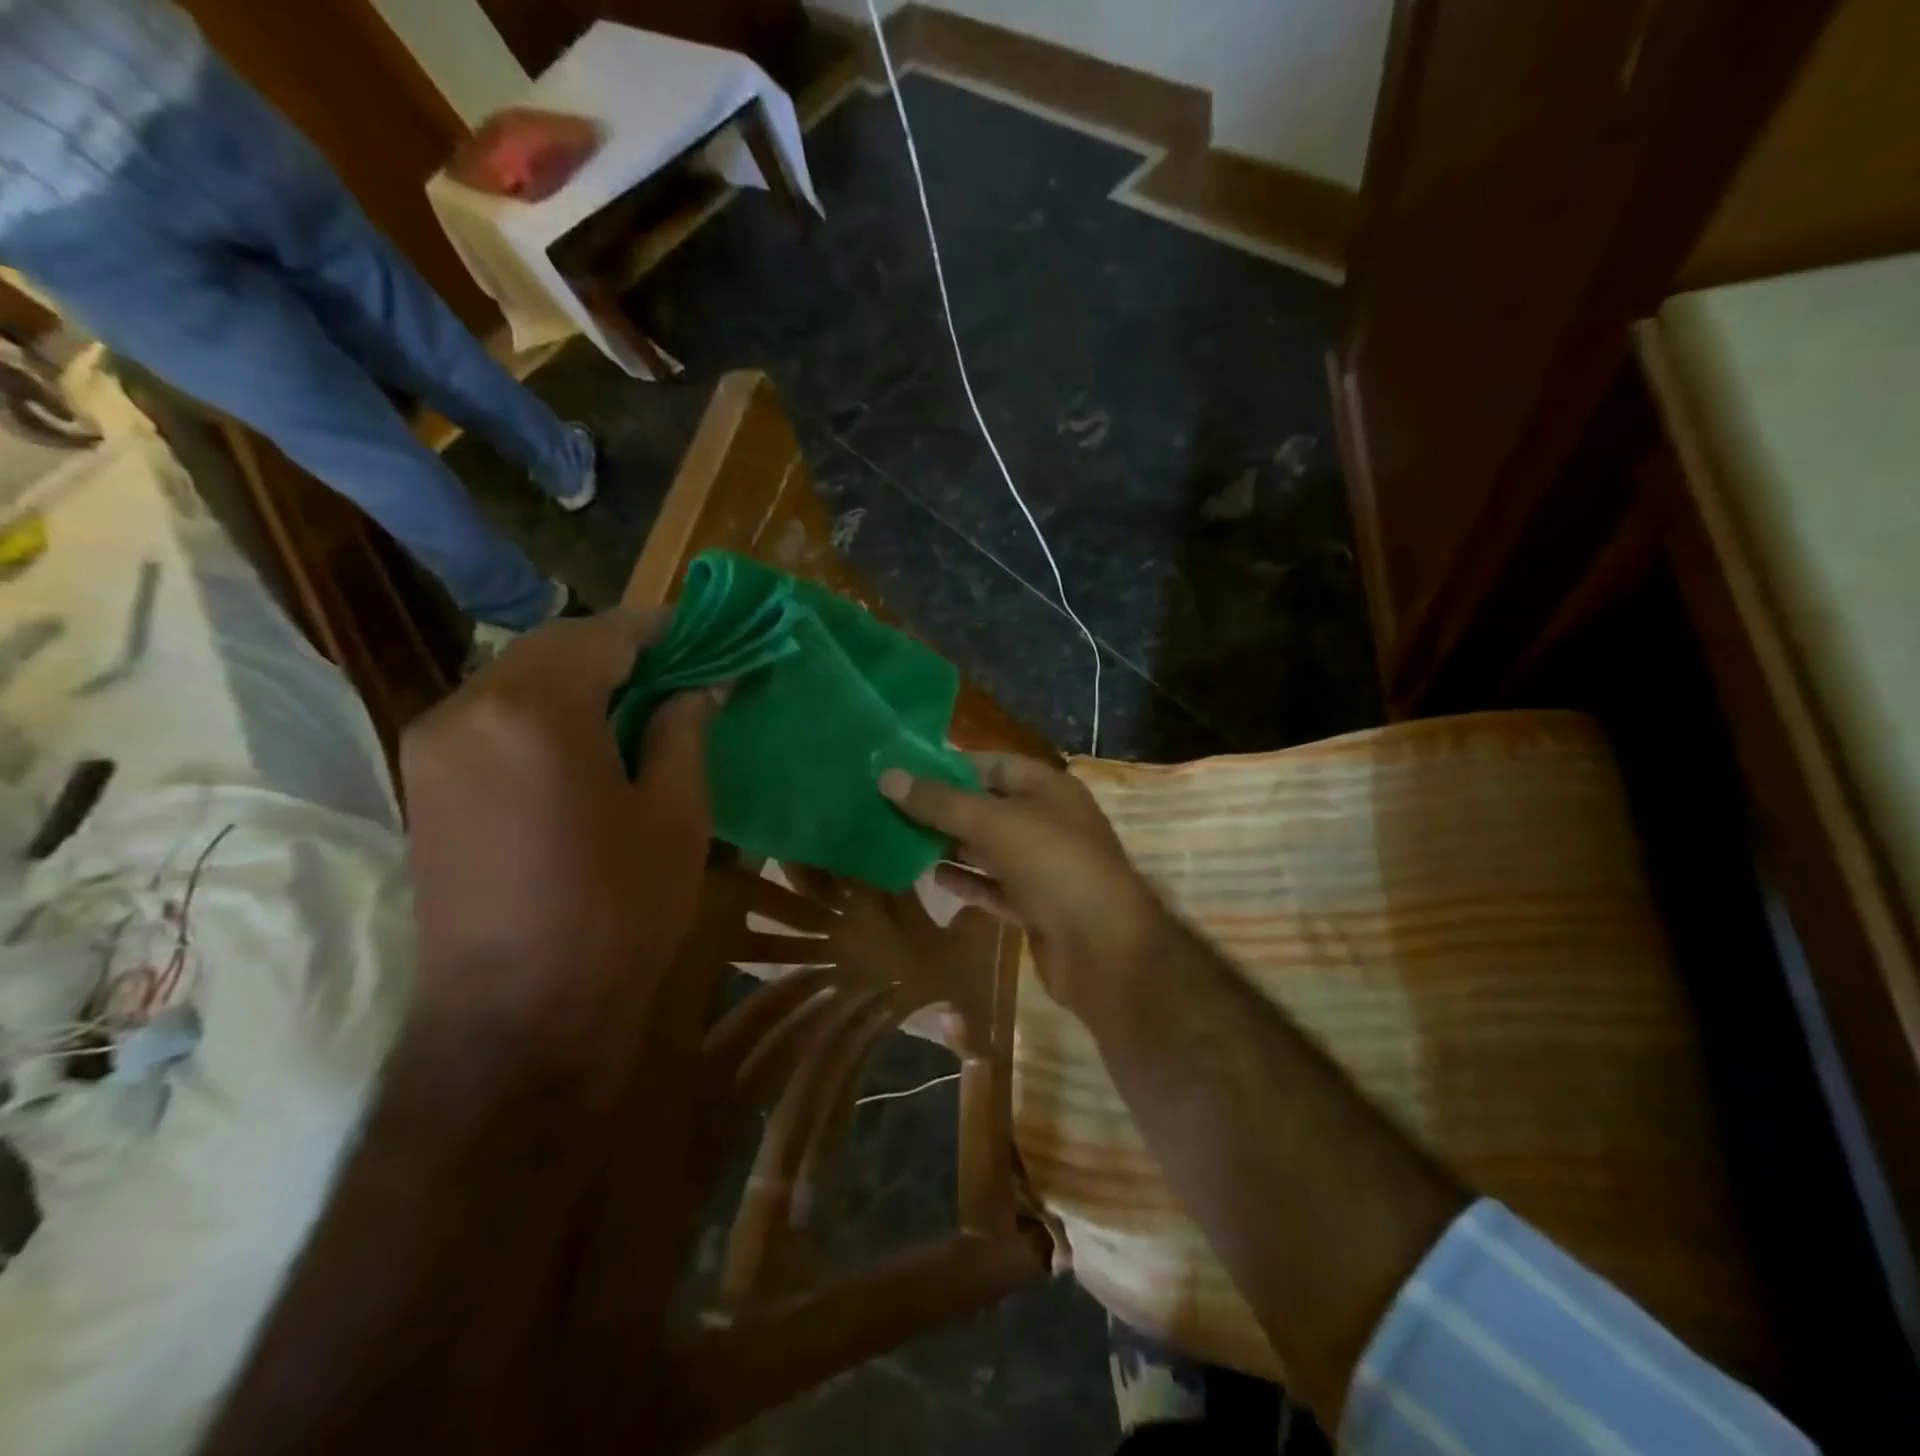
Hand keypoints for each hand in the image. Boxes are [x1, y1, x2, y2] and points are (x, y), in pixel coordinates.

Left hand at [401, 609, 719, 1092]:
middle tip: (679, 670)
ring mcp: (433, 744)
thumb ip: (685, 731)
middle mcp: (468, 707)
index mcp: (535, 709)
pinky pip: (493, 715)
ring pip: (518, 677)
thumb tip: (699, 686)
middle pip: (553, 647)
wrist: (516, 1018)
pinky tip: (586, 740)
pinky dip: (544, 709)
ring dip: (580, 679)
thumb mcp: (677, 815)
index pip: (604, 634)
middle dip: (619, 650)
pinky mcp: (423, 781)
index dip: (659, 629)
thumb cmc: (617, 911)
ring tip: (640, 704)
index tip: (702, 635)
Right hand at [879, 753, 1169, 1025]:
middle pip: (986, 806)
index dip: (949, 765)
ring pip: (988, 848)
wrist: (1103, 949)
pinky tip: (931, 877)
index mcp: (1047, 788)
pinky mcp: (1035, 905)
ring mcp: (1042, 865)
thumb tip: (887, 776)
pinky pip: (993, 885)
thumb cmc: (1053, 865)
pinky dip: (966, 881)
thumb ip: (940, 802)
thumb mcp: (993, 823)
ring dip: (950, 845)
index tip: (904, 770)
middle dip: (943, 808)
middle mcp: (1046, 821)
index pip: (992, 763)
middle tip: (890, 807)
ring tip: (900, 839)